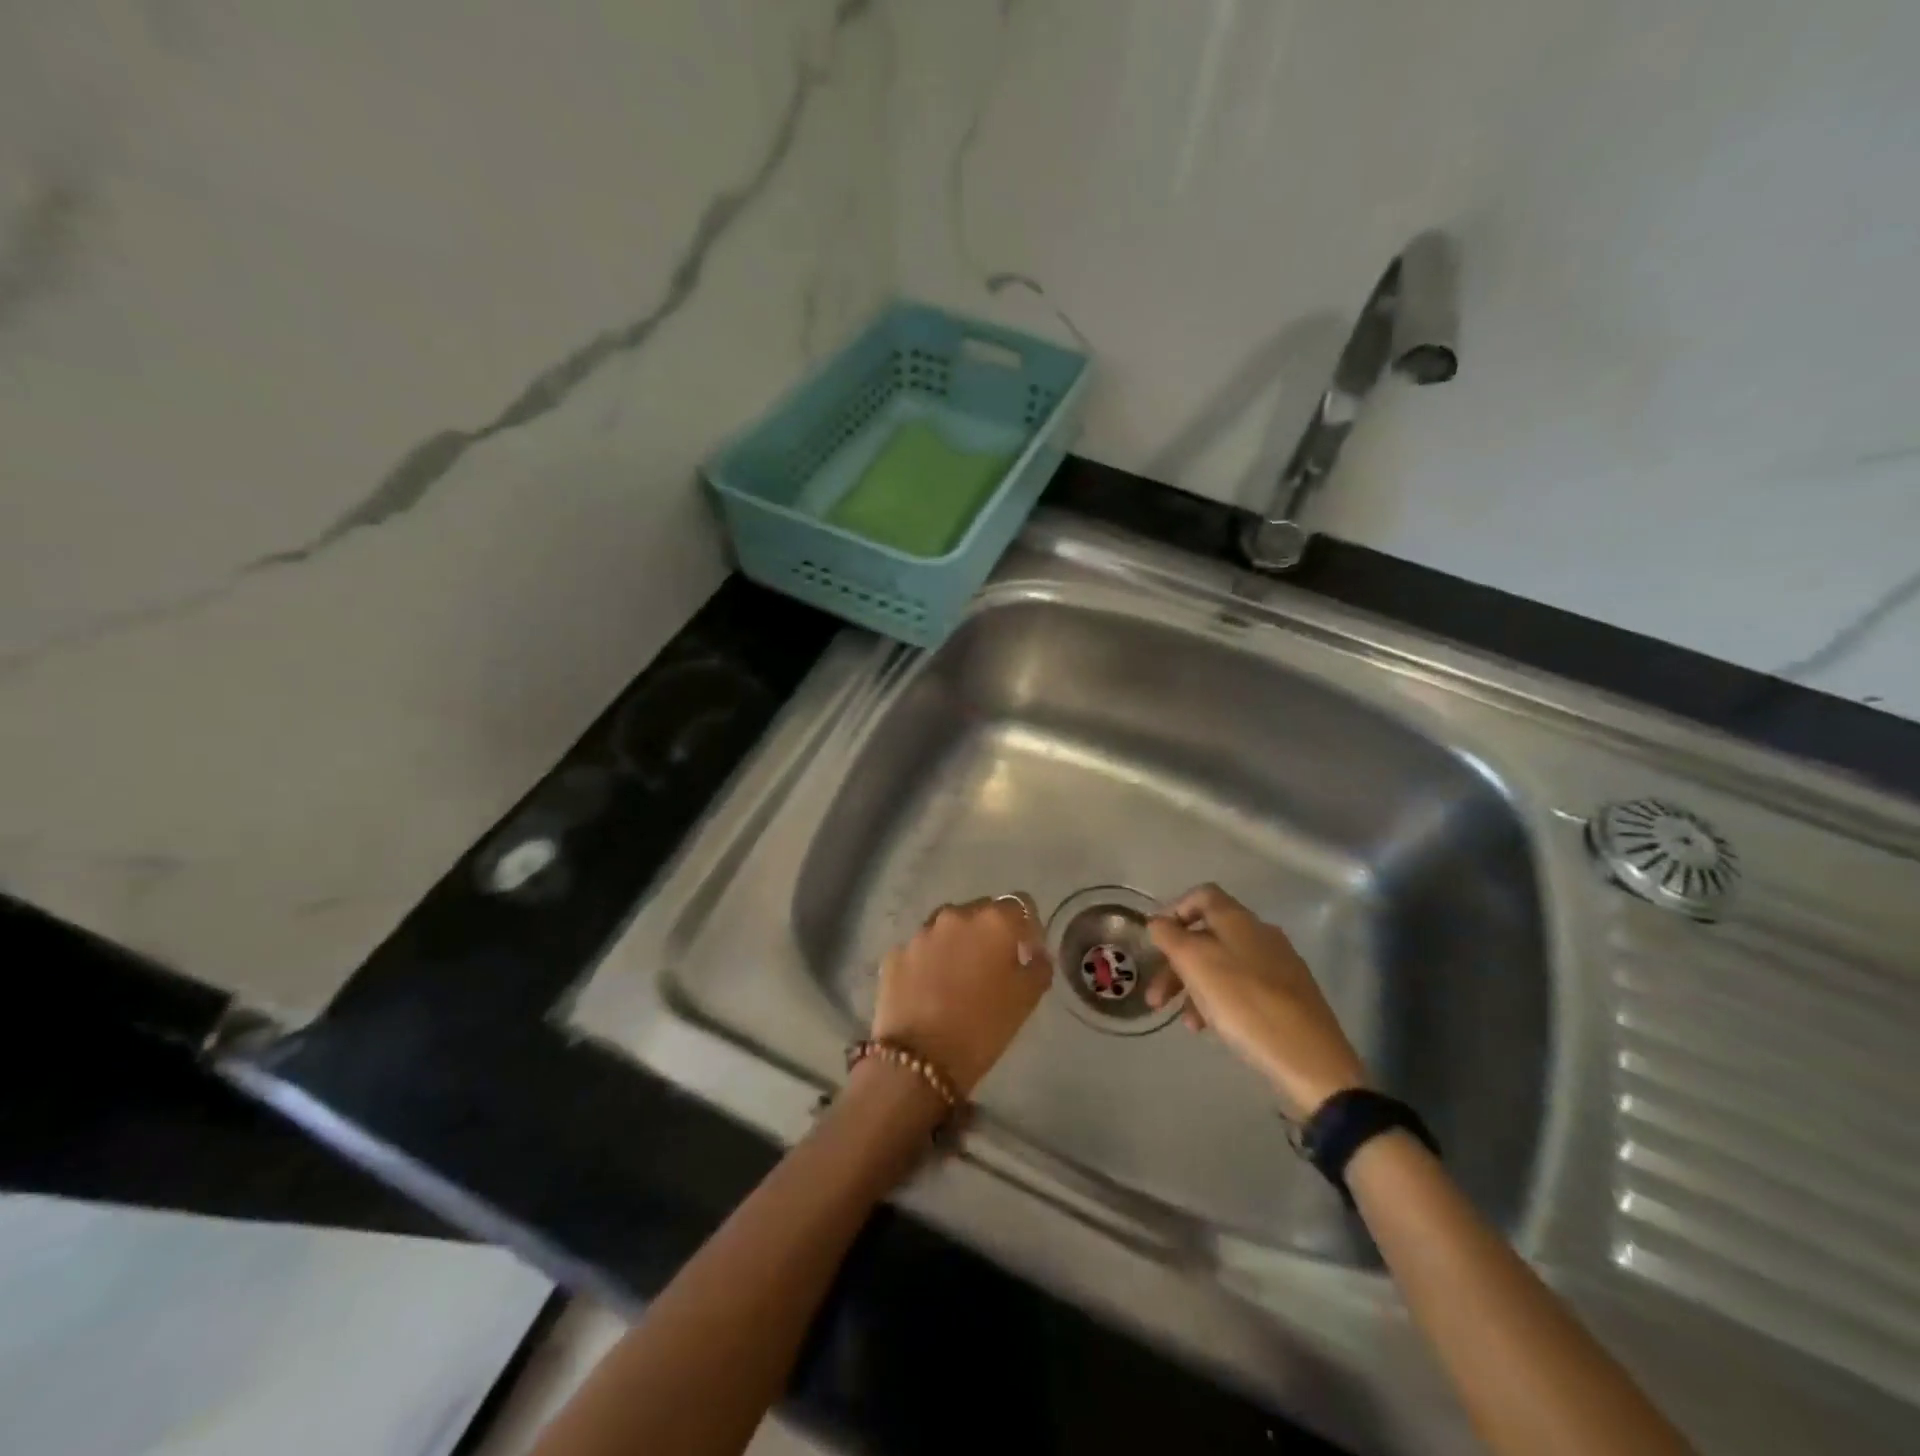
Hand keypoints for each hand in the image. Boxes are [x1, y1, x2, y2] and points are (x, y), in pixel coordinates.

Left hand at [872, 894, 1051, 1095]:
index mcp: (994, 921)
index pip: (1020, 903)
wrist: (920, 1059)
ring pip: (947, 927)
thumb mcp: (1026, 1000)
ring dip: (958, 942)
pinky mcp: (895, 953)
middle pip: (982, 911)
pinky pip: (921, 949)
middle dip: (991, 932)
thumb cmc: (983, 1028)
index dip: (1028, 926)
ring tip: (958, 975)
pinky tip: (930, 988)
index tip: (1027, 952)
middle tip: (993, 965)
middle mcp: (956, 916)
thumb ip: (1038, 967)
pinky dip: (929, 961)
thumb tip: (1035, 954)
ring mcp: (921, 933)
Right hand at [1145, 884, 1369, 1119]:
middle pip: (1208, 935)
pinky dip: (1219, 1001)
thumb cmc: (1245, 1003)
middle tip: (1156, 997)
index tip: (1155, 940)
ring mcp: (1279, 965)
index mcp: (1239, 920)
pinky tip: (1211, 1028)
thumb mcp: (1196, 964)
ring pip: (1223, 965)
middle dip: (1176, 962)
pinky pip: (1243, 988)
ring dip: (1195, 987)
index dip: (1174, 911)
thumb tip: (1158, 922)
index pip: (1202, 896)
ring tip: (1186, 1022)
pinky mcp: (1289, 996)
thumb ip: (1170, 936)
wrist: (1310, 1060)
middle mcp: (1260, 934)